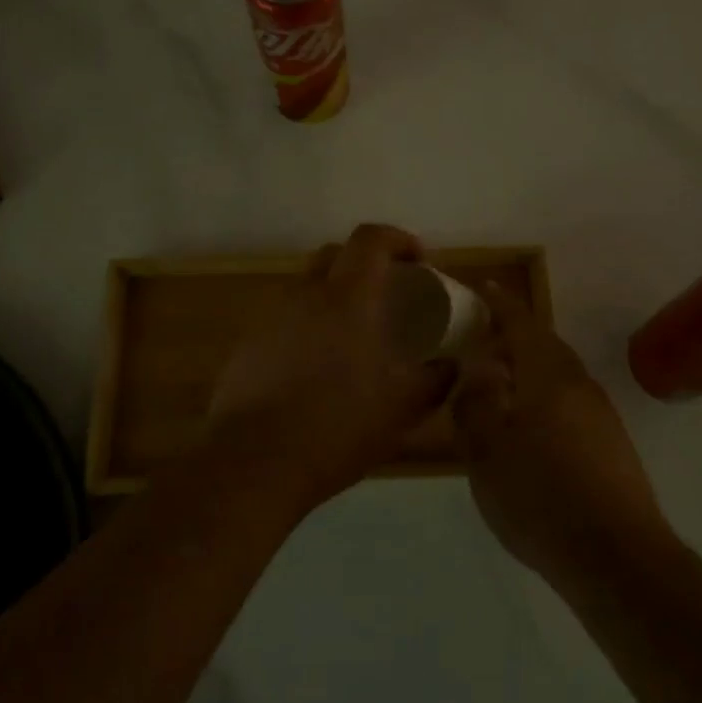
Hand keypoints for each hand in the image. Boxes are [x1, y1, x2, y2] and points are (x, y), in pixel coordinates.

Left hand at [206, 223, 455, 512]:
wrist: (254, 463)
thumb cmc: (337, 427)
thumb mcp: (403, 408)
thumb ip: (436, 380)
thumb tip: (453, 365)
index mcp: (347, 297)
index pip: (371, 239)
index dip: (399, 239)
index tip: (420, 262)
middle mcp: (305, 294)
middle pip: (335, 254)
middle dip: (365, 263)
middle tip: (387, 294)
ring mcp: (271, 317)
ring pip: (307, 287)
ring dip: (334, 296)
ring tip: (352, 334)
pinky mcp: (248, 345)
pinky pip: (285, 319)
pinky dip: (307, 326)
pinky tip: (316, 366)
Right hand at [453, 285, 670, 583]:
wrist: (615, 557)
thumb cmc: (540, 496)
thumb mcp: (486, 451)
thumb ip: (476, 402)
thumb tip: (477, 368)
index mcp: (548, 375)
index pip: (521, 323)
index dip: (501, 304)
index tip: (485, 287)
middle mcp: (579, 384)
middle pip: (544, 346)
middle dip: (514, 338)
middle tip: (483, 342)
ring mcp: (600, 414)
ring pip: (558, 376)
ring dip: (529, 371)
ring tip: (499, 387)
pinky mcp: (611, 444)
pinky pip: (569, 404)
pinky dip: (544, 400)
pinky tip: (528, 431)